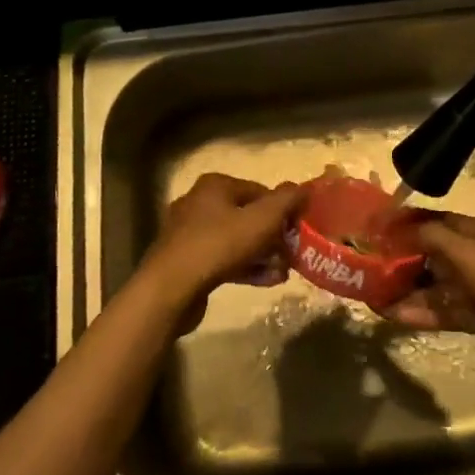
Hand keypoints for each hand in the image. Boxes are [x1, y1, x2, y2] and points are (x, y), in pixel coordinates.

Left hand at [136, 173, 303, 327]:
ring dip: (262, 254)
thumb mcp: (262, 219)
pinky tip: (267, 281)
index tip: (298, 230)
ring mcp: (189, 234)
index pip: (260, 191)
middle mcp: (199, 203)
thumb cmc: (219, 244)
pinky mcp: (186, 261)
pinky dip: (245, 267)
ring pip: (236, 240)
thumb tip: (304, 188)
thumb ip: (286, 201)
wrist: (171, 288)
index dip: (283, 210)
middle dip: (273, 236)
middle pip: (247, 216)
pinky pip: (223, 259)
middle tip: (292, 254)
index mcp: (215, 186)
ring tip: (283, 272)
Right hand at [386, 213, 474, 383]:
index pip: (439, 220)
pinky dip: (419, 312)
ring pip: (436, 285)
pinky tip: (391, 315)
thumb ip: (429, 236)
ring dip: (406, 289)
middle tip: (370, 265)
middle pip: (434, 253)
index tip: (377, 229)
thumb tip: (398, 229)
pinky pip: (442, 310)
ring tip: (373, 294)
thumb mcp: (465, 251)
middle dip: (403, 258)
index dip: (408, 223)